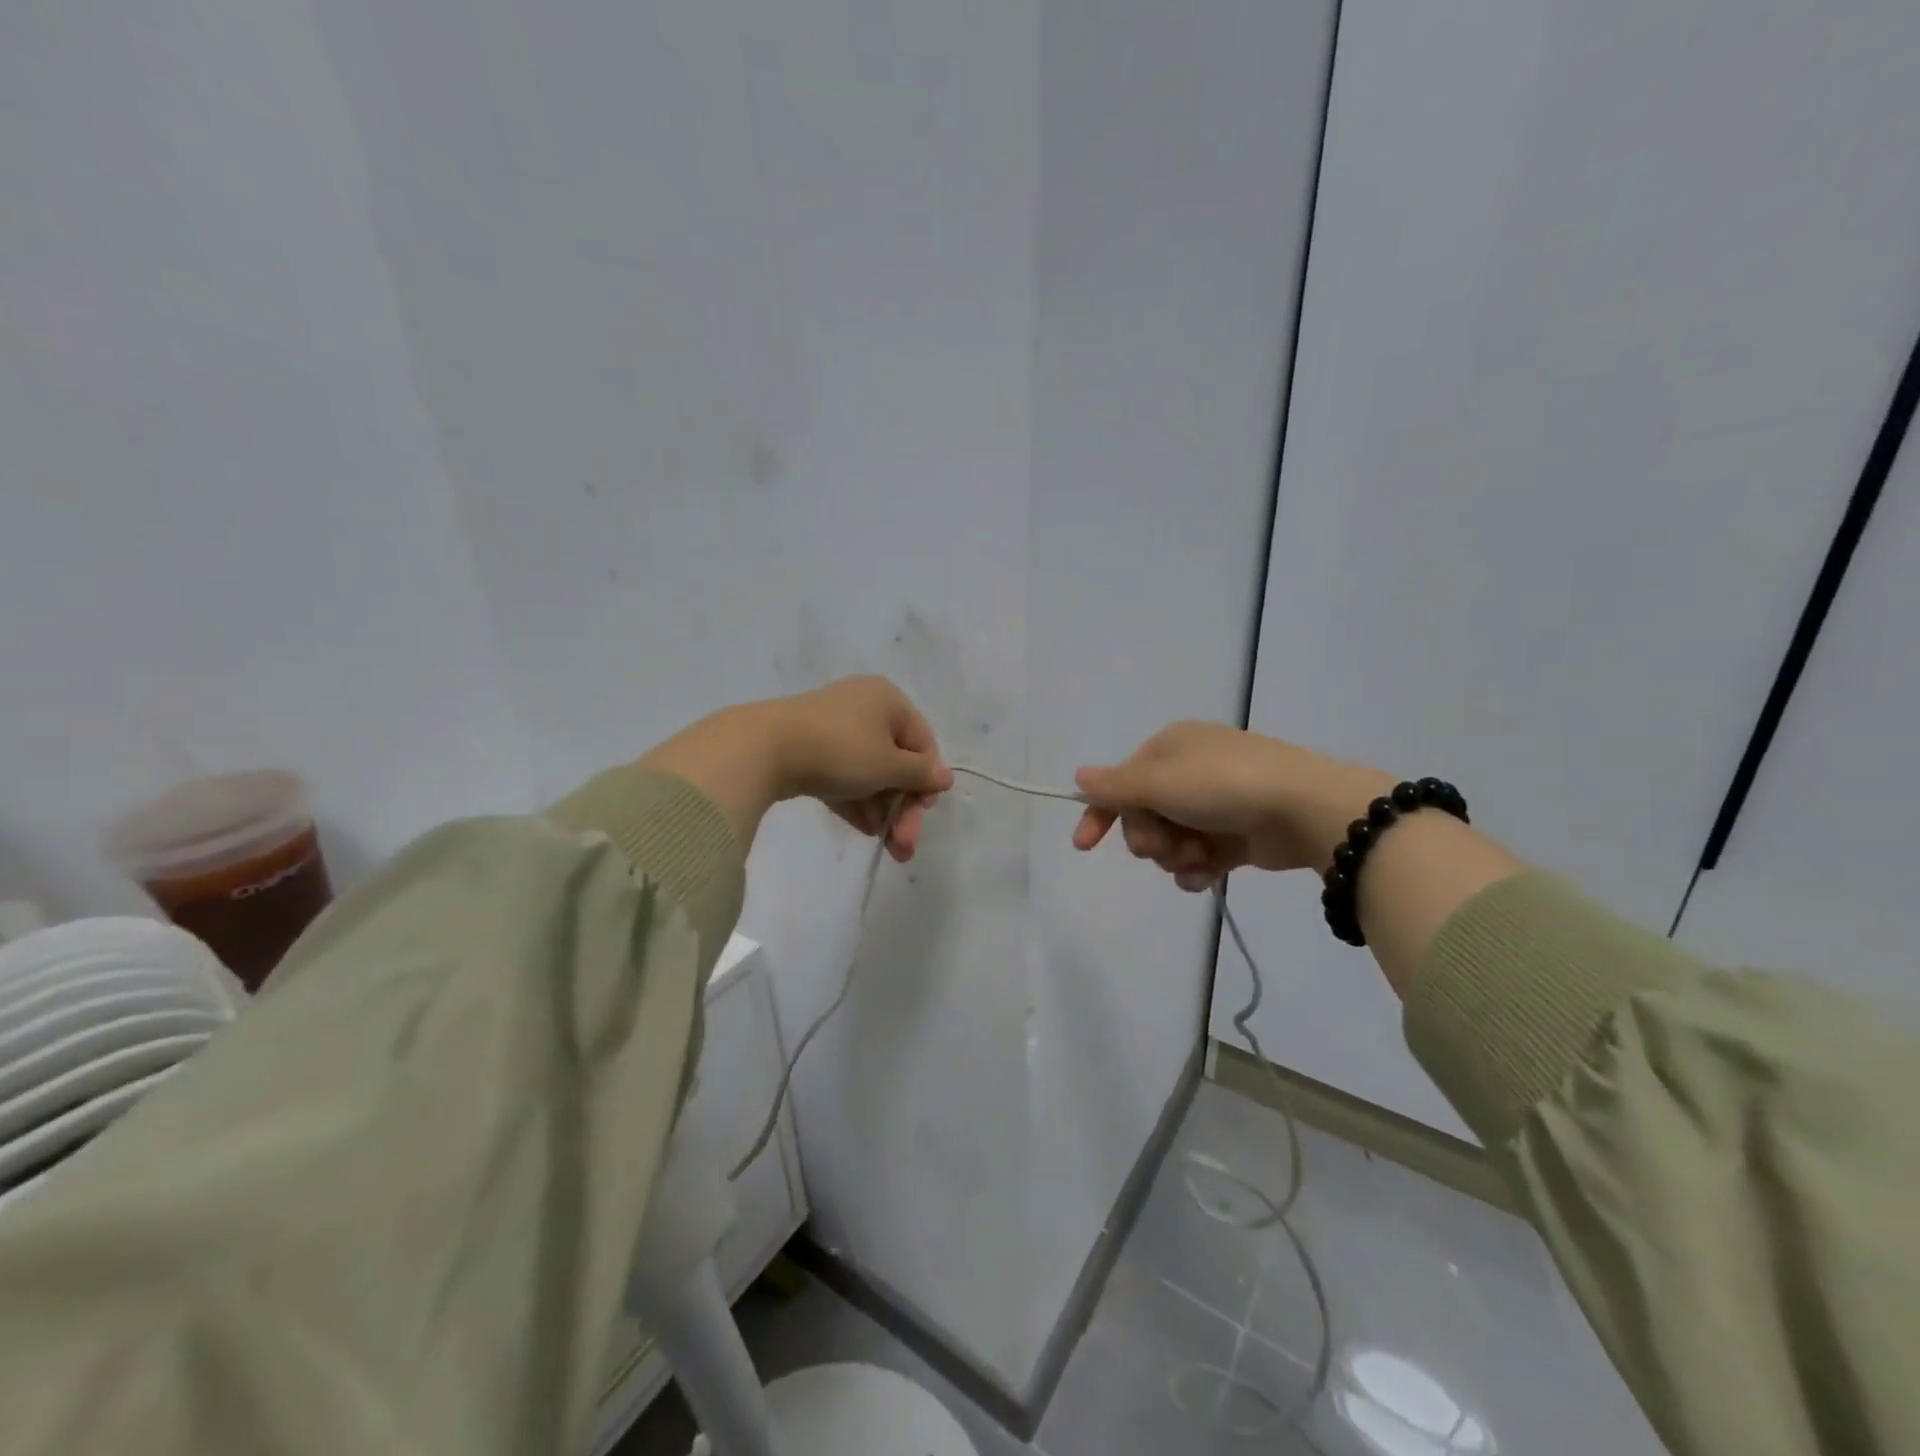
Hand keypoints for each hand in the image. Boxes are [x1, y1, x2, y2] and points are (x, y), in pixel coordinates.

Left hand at [768, 676, 953, 860]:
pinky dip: (856, 802)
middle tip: (904, 846)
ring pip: (869, 773)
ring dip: (882, 810)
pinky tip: (864, 831)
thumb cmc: (840, 750)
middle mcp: (864, 707)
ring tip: (886, 848)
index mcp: (888, 700)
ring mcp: (834, 728)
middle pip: (896, 762)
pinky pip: (844, 776)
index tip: (922, 813)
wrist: (763, 748)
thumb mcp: (888, 765)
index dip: (926, 781)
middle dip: (902, 807)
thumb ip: (920, 774)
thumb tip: (945, 777)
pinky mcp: (810, 750)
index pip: (922, 743)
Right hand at [1071, 722, 1392, 890]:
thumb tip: (1079, 777)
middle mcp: (1190, 772)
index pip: (1120, 783)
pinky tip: (1204, 875)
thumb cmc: (1223, 785)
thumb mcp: (1160, 780)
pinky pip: (1199, 857)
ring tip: (1195, 858)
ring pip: (1171, 840)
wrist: (1305, 809)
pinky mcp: (1236, 836)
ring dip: (1174, 855)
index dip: (1099, 813)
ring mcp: (1215, 805)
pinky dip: (1196, 868)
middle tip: (1162, 846)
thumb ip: (1115, 785)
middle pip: (1144, 815)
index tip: (1084, 846)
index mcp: (1170, 748)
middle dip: (1148, 837)